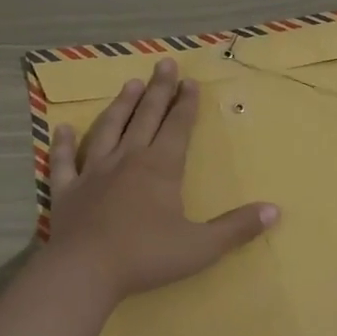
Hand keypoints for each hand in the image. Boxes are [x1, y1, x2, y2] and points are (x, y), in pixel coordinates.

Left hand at [46, 58, 278, 300]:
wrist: (85, 271)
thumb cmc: (146, 256)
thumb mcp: (201, 247)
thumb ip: (237, 228)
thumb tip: (275, 210)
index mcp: (161, 168)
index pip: (178, 127)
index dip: (186, 104)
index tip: (190, 82)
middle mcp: (127, 160)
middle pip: (146, 118)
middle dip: (158, 90)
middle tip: (164, 64)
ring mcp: (93, 172)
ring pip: (108, 130)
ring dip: (121, 106)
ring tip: (130, 85)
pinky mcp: (66, 190)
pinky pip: (63, 161)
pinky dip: (62, 144)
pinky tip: (62, 128)